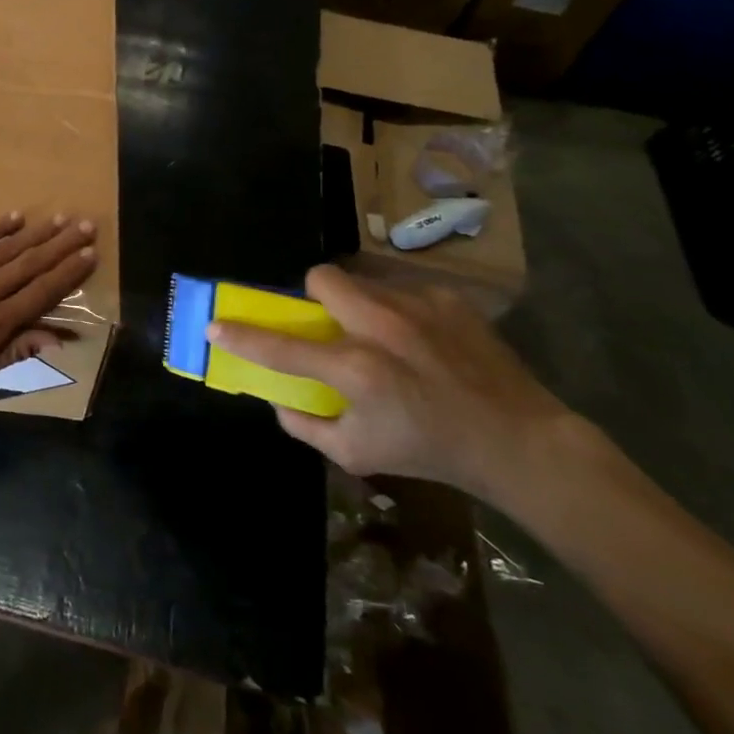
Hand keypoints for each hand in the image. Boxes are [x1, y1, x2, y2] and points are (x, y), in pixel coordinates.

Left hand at [0, 213, 97, 403]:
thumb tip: (54, 339)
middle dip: (61, 245)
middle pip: (29, 265)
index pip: (41, 294)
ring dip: (36, 233)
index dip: (68, 274)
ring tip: (60, 219)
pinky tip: (15, 217)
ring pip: (5, 249)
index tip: (90, 255)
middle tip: (87, 225)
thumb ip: (12, 354)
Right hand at [209, 266, 574, 504]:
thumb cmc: (430, 451)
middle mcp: (381, 327)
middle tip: (329, 325)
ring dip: (358, 305)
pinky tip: (422, 341)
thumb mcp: (357, 454)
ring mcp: (417, 307)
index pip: (281, 345)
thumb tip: (277, 399)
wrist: (518, 440)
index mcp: (355, 369)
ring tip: (384, 337)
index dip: (241, 335)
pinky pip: (401, 291)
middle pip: (321, 279)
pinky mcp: (448, 299)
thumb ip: (305, 426)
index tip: (216, 325)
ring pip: (362, 282)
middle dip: (313, 296)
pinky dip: (398, 311)